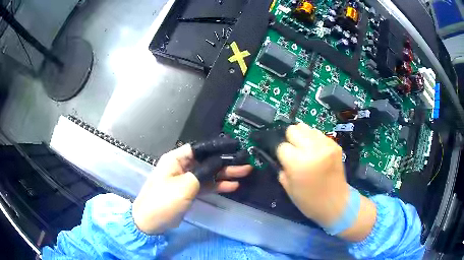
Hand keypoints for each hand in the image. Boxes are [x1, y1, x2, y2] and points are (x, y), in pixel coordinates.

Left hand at [132, 144, 251, 234]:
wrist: (150, 222)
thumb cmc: (164, 200)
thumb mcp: (185, 185)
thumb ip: (204, 172)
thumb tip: (219, 161)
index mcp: (176, 159)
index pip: (200, 148)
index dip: (217, 147)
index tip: (235, 147)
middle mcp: (182, 167)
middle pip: (207, 161)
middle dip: (226, 162)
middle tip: (245, 162)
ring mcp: (186, 180)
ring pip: (209, 174)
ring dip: (225, 174)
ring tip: (245, 172)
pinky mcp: (189, 192)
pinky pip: (206, 186)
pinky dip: (218, 186)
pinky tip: (233, 185)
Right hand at [277, 123, 375, 240]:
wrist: (337, 203)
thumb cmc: (310, 201)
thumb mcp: (289, 189)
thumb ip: (283, 168)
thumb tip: (283, 156)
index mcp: (298, 164)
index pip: (282, 146)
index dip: (282, 154)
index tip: (286, 161)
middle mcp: (312, 150)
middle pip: (293, 130)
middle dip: (291, 140)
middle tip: (295, 152)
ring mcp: (326, 145)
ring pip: (305, 127)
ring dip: (302, 137)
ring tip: (306, 150)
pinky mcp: (335, 145)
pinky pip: (318, 133)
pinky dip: (314, 140)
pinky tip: (316, 152)